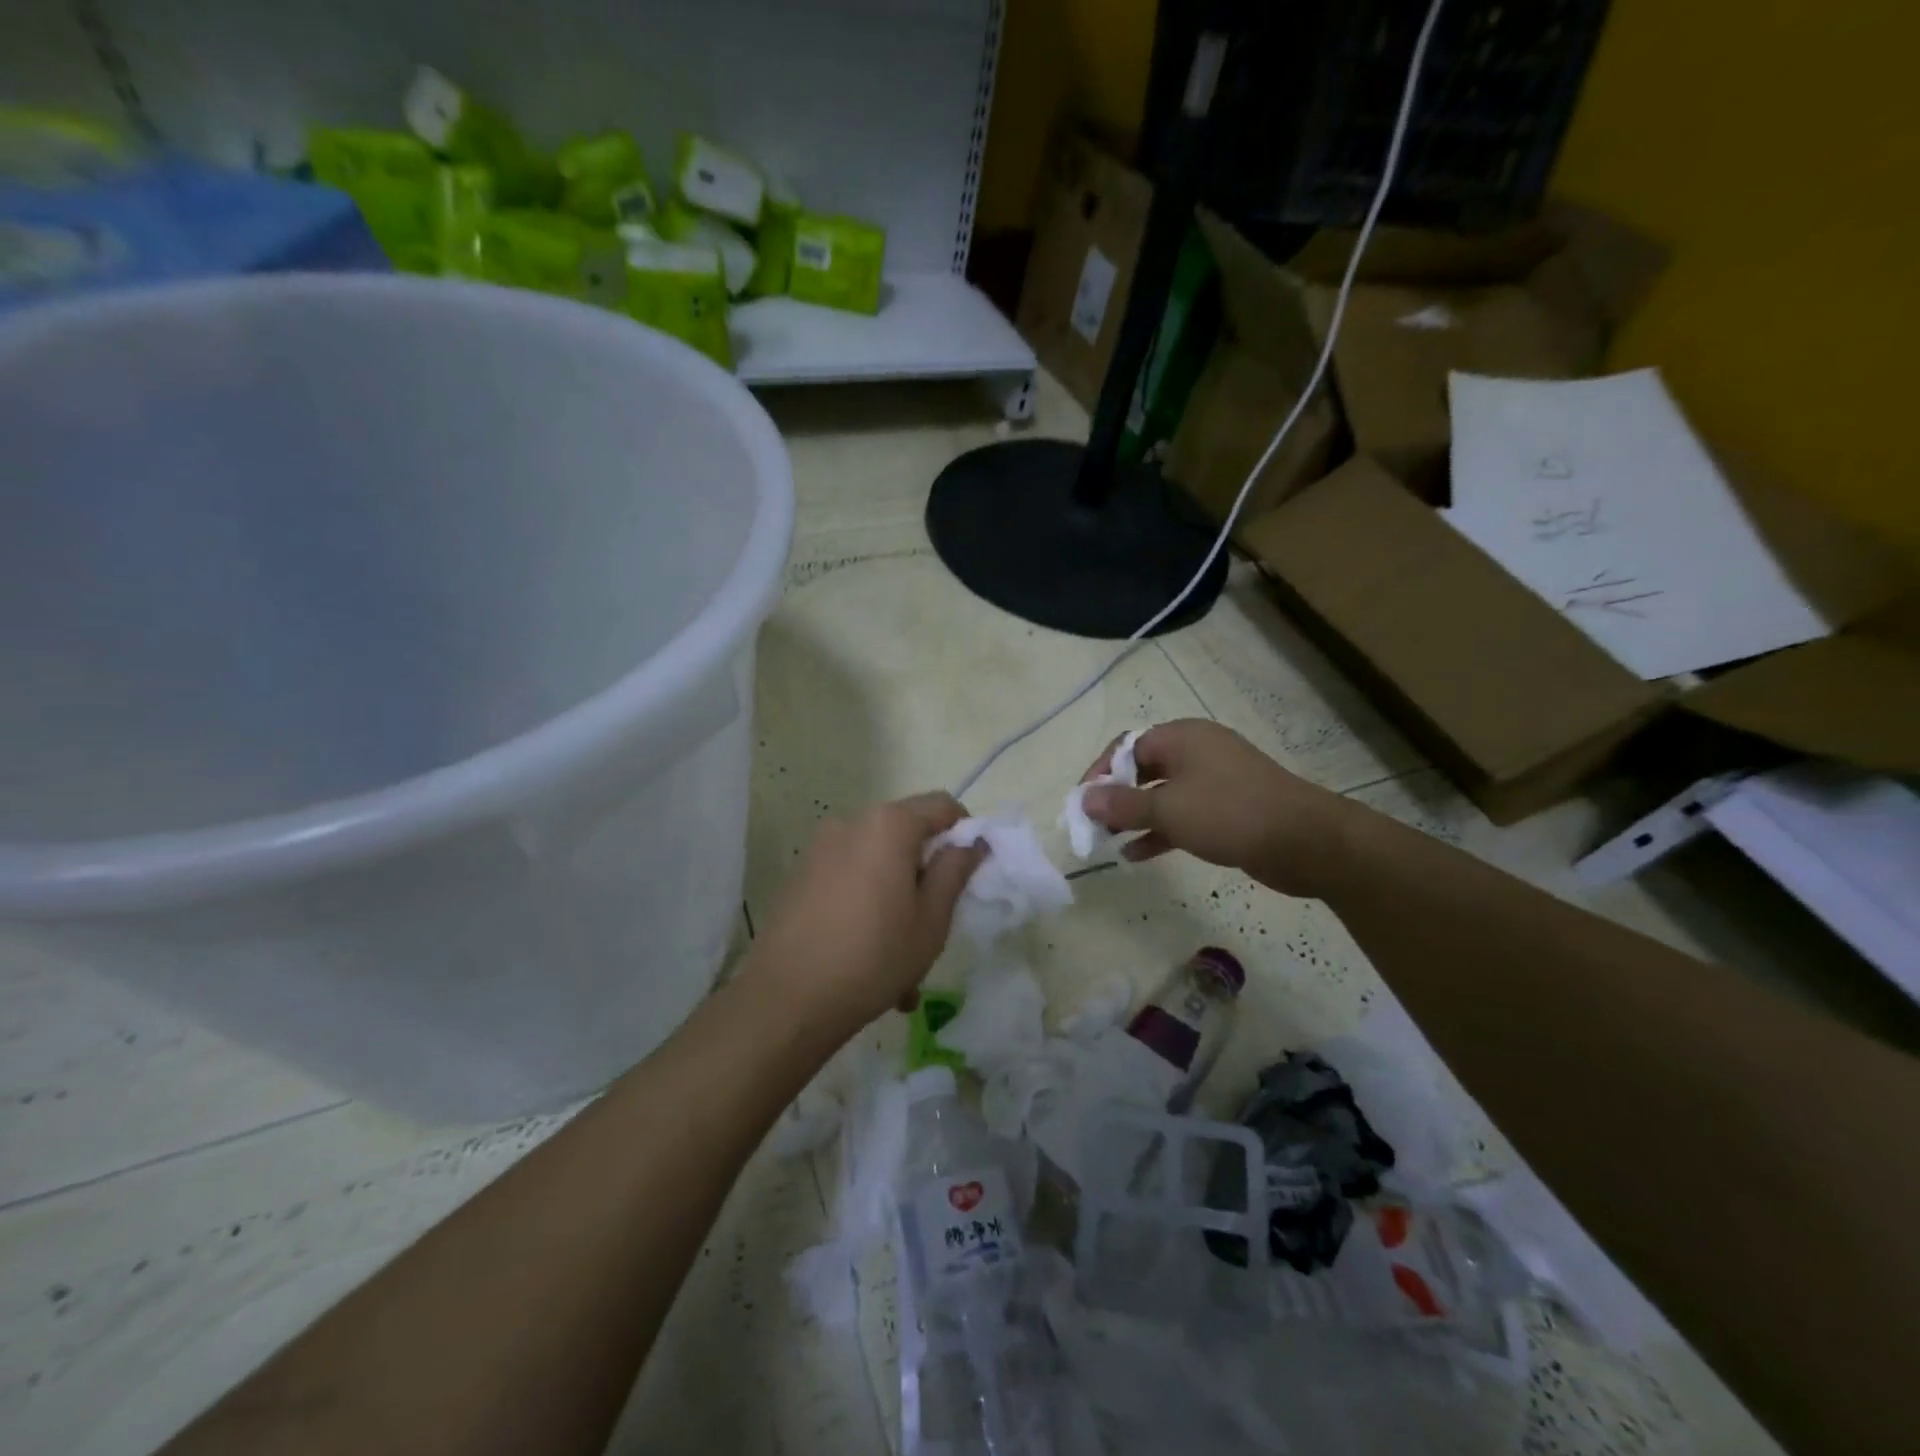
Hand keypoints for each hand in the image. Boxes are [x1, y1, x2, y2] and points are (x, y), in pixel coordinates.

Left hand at [740, 794, 985, 1032]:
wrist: (786, 999)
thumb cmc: (873, 956)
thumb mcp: (931, 919)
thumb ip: (955, 871)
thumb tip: (971, 842)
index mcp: (888, 825)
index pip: (942, 806)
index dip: (964, 833)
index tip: (969, 874)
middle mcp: (851, 824)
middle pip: (905, 834)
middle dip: (925, 873)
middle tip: (933, 924)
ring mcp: (819, 849)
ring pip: (876, 864)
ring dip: (895, 898)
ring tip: (899, 960)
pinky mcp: (799, 876)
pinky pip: (848, 880)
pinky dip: (865, 907)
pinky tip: (866, 958)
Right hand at [1080, 719, 1355, 896]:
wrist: (1305, 841)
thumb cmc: (1229, 813)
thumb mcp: (1168, 809)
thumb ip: (1122, 804)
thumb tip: (1083, 797)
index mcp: (1182, 738)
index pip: (1126, 746)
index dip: (1100, 772)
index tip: (1083, 802)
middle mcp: (1197, 752)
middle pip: (1143, 770)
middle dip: (1116, 797)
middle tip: (1094, 825)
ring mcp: (1215, 781)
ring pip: (1162, 795)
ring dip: (1135, 817)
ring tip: (1108, 841)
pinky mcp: (1228, 809)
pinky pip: (1183, 814)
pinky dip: (1160, 830)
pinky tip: (1137, 854)